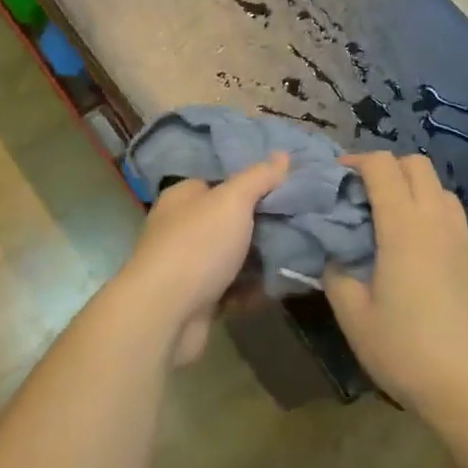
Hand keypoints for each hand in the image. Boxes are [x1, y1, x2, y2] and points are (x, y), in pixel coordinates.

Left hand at [118, 152, 289, 365]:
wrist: (165, 314)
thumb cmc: (197, 246)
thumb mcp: (232, 201)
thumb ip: (258, 178)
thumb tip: (283, 154)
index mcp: (184, 197)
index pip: (221, 182)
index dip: (253, 184)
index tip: (288, 188)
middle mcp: (182, 227)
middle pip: (229, 220)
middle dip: (262, 224)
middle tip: (301, 223)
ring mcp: (189, 265)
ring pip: (233, 257)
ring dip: (261, 259)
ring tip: (300, 254)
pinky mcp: (198, 299)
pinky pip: (233, 288)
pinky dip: (253, 289)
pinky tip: (281, 285)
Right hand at [323, 152, 467, 427]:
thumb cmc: (408, 352)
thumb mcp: (355, 318)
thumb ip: (337, 277)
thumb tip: (335, 258)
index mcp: (405, 228)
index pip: (383, 166)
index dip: (357, 160)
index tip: (337, 175)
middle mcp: (439, 224)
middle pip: (418, 166)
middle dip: (388, 166)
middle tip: (364, 193)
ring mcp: (467, 245)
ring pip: (443, 192)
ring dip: (415, 191)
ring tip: (392, 222)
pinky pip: (456, 227)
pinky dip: (434, 223)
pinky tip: (421, 263)